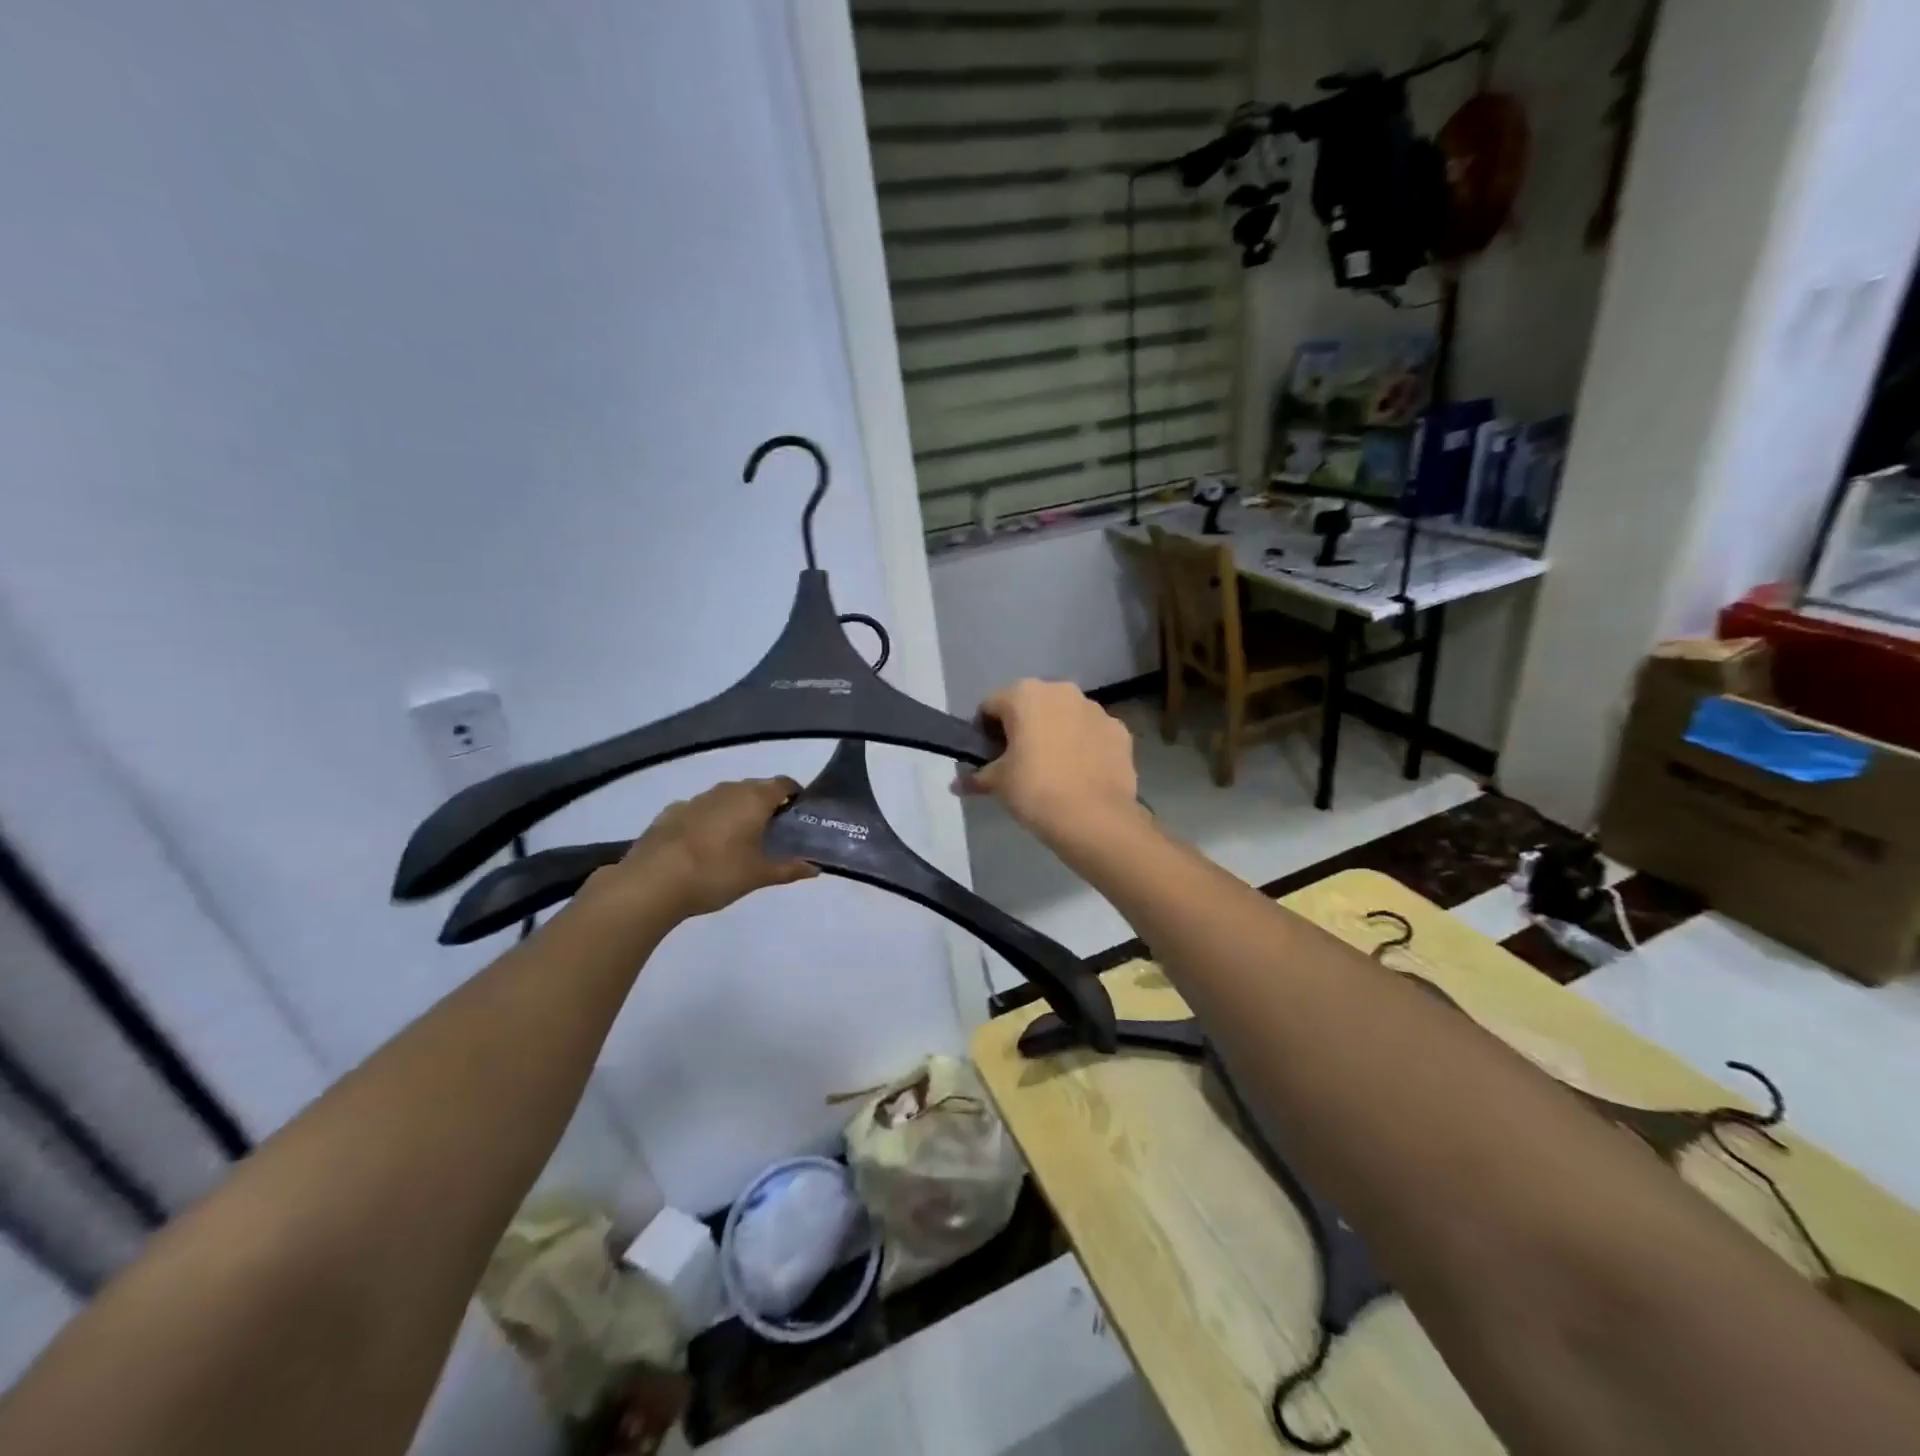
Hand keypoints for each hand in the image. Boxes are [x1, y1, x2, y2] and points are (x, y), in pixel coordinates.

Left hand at [594, 778, 818, 920]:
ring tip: (738, 841)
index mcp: (754, 799)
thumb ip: (789, 868)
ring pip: (726, 798)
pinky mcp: (671, 812)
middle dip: (767, 805)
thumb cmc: (716, 872)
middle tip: (773, 834)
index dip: (795, 796)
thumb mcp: (758, 875)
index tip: (799, 816)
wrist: (653, 881)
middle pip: (756, 789)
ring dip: (736, 812)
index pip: (784, 783)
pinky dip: (709, 821)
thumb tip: (815, 868)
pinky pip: (700, 810)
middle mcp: (727, 790)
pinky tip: (704, 846)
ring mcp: (697, 799)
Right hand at [957, 679, 1138, 838]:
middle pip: (1031, 705)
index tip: (986, 757)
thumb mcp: (998, 784)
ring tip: (1051, 769)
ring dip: (1055, 733)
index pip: (991, 706)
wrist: (1095, 819)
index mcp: (1024, 694)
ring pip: (1064, 716)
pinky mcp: (1119, 731)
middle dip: (1022, 728)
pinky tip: (1079, 774)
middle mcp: (1061, 691)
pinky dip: (1083, 746)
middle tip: (1017, 762)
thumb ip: (975, 777)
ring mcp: (1095, 709)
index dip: (984, 731)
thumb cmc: (1036, 790)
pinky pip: (1091, 733)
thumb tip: (956, 785)